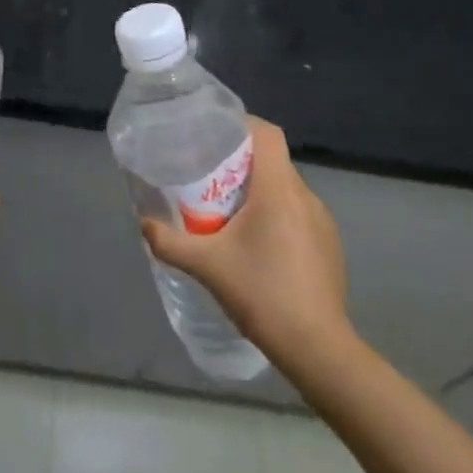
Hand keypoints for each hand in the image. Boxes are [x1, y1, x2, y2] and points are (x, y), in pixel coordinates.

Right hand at [141, 117, 351, 369]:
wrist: (317, 347)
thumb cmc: (262, 294)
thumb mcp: (207, 266)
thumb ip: (170, 242)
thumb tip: (143, 223)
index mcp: (279, 190)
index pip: (267, 134)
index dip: (242, 125)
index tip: (214, 135)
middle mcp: (305, 196)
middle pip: (272, 161)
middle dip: (240, 164)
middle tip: (209, 179)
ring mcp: (322, 221)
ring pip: (285, 189)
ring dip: (258, 192)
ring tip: (229, 214)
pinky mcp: (329, 245)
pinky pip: (298, 214)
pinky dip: (276, 216)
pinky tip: (258, 246)